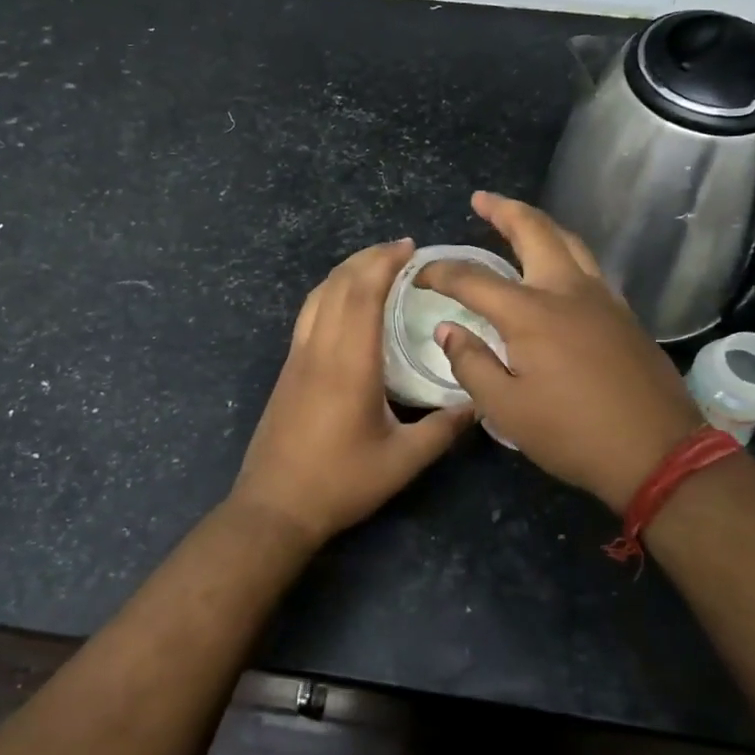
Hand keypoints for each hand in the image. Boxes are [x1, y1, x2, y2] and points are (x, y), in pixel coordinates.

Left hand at [231, 239, 472, 544]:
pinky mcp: (288, 369)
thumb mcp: (402, 461)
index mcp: (349, 364)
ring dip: (346, 271)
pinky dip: (329, 292)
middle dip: (368, 258)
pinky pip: (308, 313)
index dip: (384, 263)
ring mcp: (297, 357)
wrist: (274, 506)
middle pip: (338, 285)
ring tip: (375, 266)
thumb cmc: (340, 483)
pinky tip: (345, 302)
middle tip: (400, 250)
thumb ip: (443, 429)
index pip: (363, 294)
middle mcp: (319, 349)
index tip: (410, 248)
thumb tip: (479, 402)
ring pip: (317, 295)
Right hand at [418, 192, 702, 512]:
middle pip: (534, 231)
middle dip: (503, 210)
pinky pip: (588, 265)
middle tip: (481, 200)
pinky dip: (564, 250)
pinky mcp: (624, 313)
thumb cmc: (574, 433)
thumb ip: (472, 364)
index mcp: (531, 313)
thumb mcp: (507, 409)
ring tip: (517, 221)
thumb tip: (447, 329)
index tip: (420, 275)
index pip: (474, 279)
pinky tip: (557, 266)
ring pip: (569, 241)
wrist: (658, 451)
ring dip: (538, 224)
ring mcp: (602, 297)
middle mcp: (567, 290)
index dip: (441, 273)